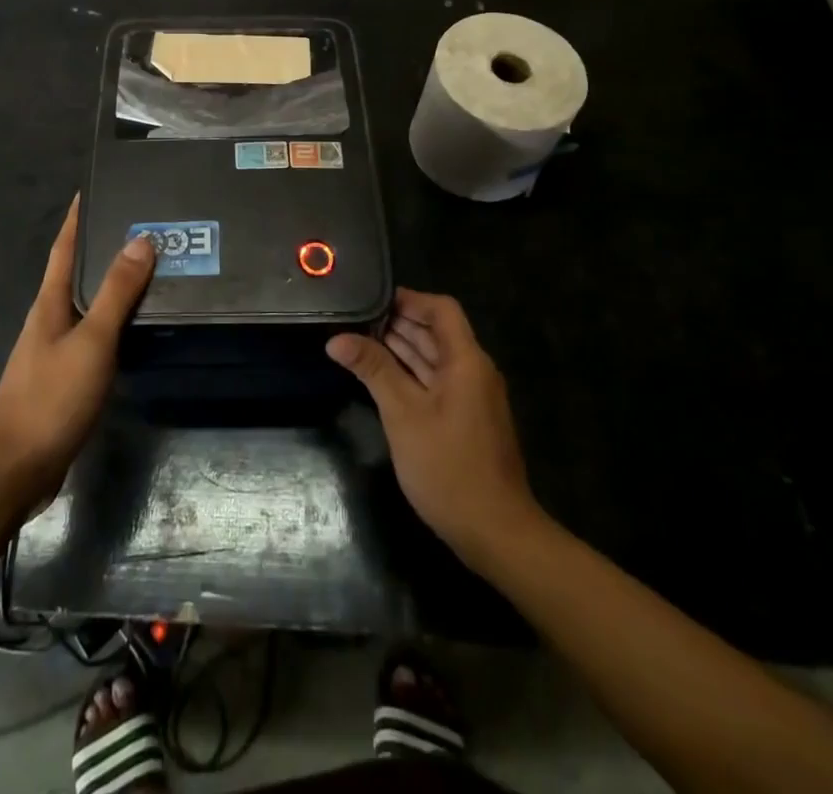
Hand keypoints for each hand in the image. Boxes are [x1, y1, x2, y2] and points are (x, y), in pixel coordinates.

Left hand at [0, 197, 153, 510]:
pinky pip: (91, 333)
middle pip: (75, 272)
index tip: (93, 189)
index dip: (77, 218)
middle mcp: (48, 319)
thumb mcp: (92, 341)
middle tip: (140, 226)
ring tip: (146, 269)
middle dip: (100, 247)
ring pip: (85, 304)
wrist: (18, 468)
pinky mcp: (62, 376)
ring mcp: (53, 349)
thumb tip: (139, 240)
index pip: (64, 247)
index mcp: (49, 303)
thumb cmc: (53, 397)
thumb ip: (116, 293)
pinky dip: (112, 319)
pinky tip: (132, 326)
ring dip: (109, 284)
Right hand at [327, 289, 543, 570]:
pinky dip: (410, 373)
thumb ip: (373, 370)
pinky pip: (435, 382)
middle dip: (398, 322)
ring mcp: (471, 397)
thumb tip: (337, 338)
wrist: (495, 533)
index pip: (441, 309)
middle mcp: (473, 371)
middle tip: (355, 319)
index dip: (408, 299)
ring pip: (434, 358)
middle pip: (436, 332)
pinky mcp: (465, 420)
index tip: (370, 300)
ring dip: (401, 348)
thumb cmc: (449, 467)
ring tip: (359, 340)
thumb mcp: (403, 414)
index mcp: (466, 360)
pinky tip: (380, 377)